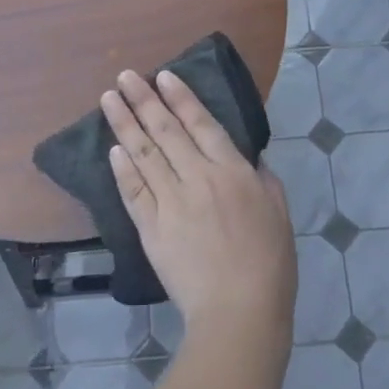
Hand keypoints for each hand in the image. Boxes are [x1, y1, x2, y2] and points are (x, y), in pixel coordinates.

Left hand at [100, 71, 295, 344]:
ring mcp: (171, 203)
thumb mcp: (279, 213)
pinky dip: (122, 169)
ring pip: (143, 154)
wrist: (239, 311)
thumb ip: (263, 180)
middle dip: (144, 100)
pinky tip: (112, 149)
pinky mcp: (151, 229)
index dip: (180, 98)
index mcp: (233, 172)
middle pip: (166, 131)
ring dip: (124, 124)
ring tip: (108, 99)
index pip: (201, 123)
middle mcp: (198, 178)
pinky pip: (133, 192)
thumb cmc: (269, 263)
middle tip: (125, 76)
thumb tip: (249, 159)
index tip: (162, 76)